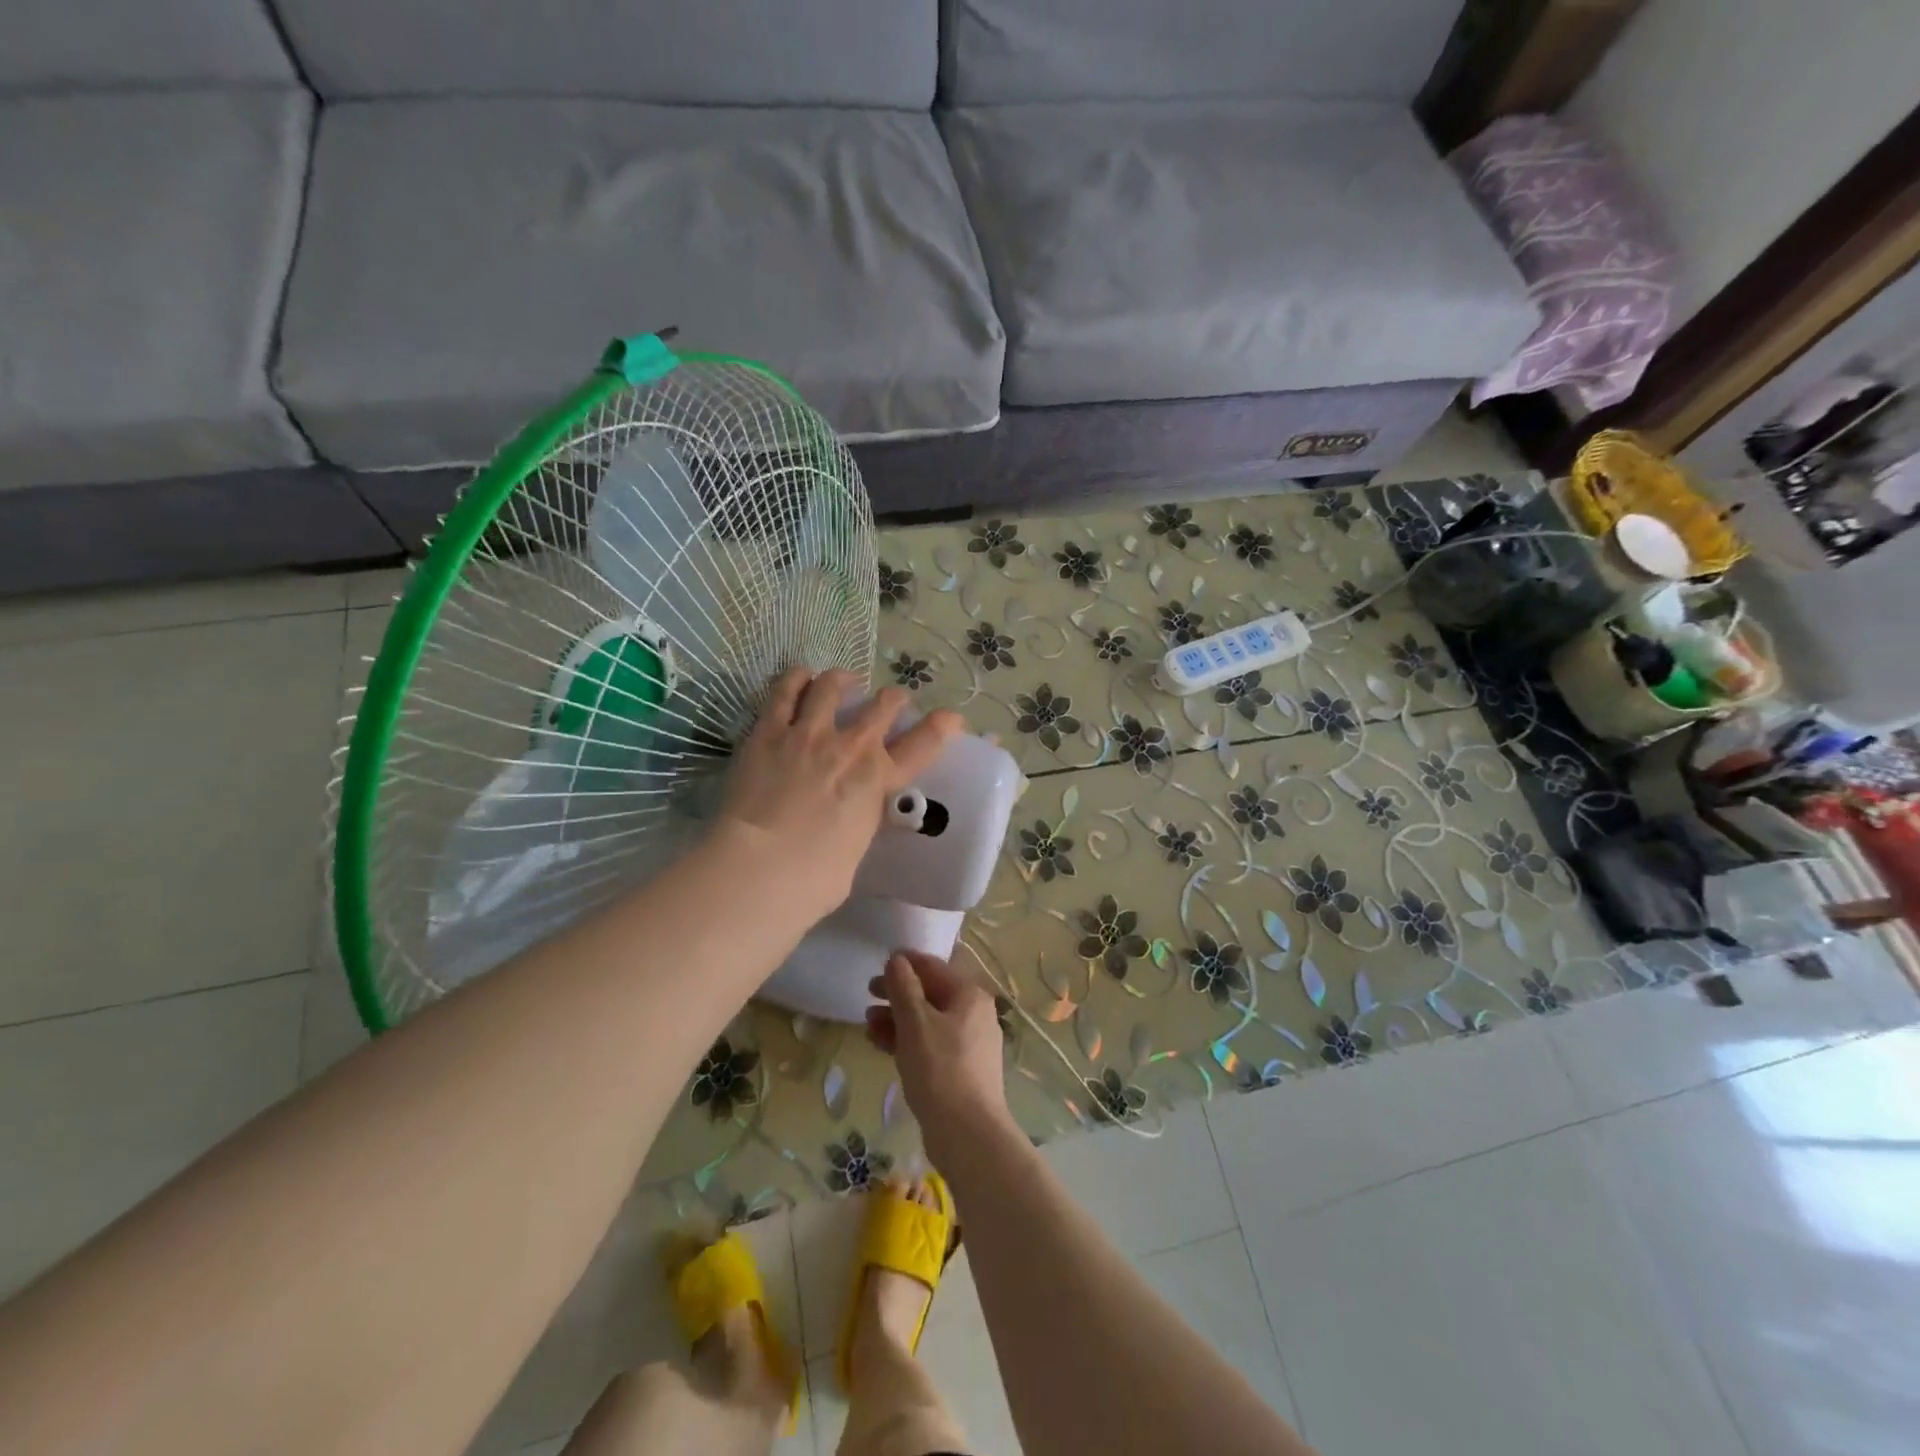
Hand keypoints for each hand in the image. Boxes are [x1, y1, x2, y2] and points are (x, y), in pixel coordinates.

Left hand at [715, 668, 960, 919]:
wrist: (760, 867)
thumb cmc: (813, 879)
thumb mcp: (855, 854)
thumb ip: (858, 827)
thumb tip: (850, 827)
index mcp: (879, 781)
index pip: (924, 744)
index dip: (943, 726)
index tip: (951, 719)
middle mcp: (851, 747)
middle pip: (884, 704)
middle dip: (893, 699)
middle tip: (890, 702)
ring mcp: (809, 733)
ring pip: (833, 685)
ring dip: (843, 680)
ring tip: (842, 682)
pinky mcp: (769, 731)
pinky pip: (785, 690)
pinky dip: (797, 679)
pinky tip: (800, 678)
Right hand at [866, 950, 1014, 1166]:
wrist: (968, 1134)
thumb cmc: (940, 1069)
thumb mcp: (915, 1023)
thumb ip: (903, 987)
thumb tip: (897, 960)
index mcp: (969, 995)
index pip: (933, 967)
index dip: (904, 964)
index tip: (877, 965)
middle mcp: (975, 1013)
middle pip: (930, 994)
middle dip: (897, 994)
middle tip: (867, 995)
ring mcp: (970, 1043)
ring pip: (928, 1021)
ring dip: (898, 1019)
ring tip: (868, 1025)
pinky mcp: (961, 1069)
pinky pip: (931, 1044)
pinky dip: (908, 1041)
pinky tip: (882, 1046)